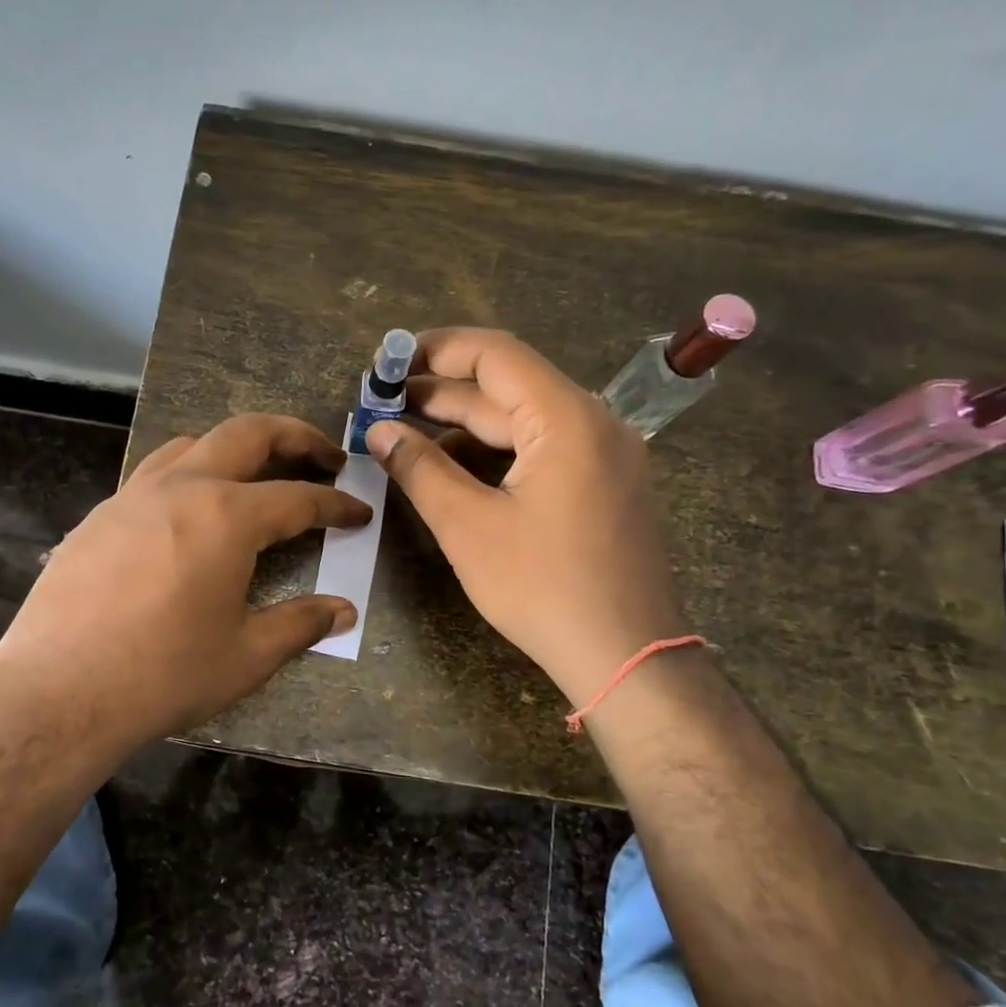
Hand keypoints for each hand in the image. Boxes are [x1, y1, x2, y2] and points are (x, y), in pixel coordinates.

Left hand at [0, 414, 369, 758]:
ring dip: (234, 448)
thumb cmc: (164, 675)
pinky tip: (187, 515)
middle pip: (247, 434)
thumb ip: (299, 624)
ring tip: (255, 474)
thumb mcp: (245, 655)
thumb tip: (343, 611)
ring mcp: (132, 497)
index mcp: (227, 517)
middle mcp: (181, 488)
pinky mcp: (98, 517)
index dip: (335, 504)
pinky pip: (151, 476)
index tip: (359, 513)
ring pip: (192, 444)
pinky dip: (185, 476)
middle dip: (295, 437)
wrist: (59, 693)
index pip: (298, 498)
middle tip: (324, 455)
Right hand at [366, 328, 685, 705]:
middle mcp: (595, 424)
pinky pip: (543, 453)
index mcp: (567, 419)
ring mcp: (606, 457)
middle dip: (442, 394)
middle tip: (382, 403)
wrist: (627, 656)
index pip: (496, 355)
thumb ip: (420, 469)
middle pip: (509, 389)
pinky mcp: (605, 488)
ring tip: (407, 440)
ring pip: (524, 424)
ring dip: (466, 428)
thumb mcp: (468, 526)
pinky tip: (455, 473)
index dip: (436, 350)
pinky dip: (496, 456)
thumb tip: (379, 431)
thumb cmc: (543, 587)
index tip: (388, 361)